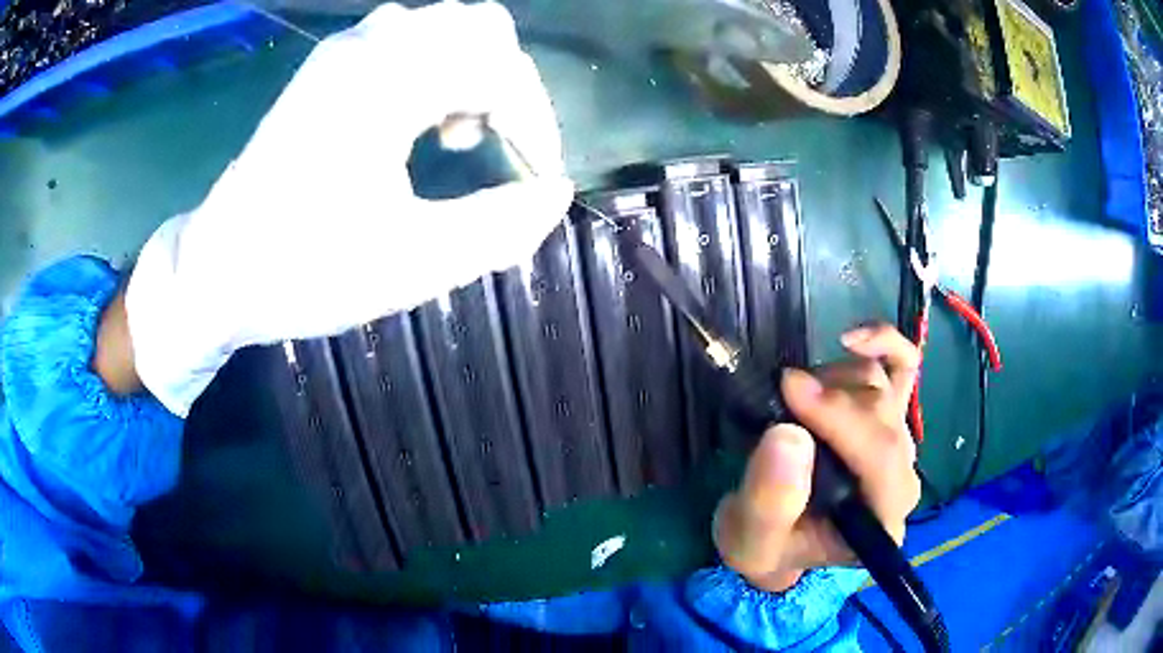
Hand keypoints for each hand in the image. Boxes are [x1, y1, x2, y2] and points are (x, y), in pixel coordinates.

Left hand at [125, 2, 571, 415]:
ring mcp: (342, 53)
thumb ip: (499, 228)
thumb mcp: (411, 264)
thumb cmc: (302, 270)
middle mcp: (367, 48)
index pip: (498, 65)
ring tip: (457, 135)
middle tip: (499, 147)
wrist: (215, 272)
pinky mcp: (327, 69)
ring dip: (471, 72)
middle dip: (507, 85)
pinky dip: (434, 69)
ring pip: (441, 27)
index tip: (535, 179)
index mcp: (385, 85)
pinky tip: (418, 120)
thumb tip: (554, 193)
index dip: (534, 119)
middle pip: (476, 26)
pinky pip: (405, 39)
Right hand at [713, 324, 921, 591]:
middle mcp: (902, 479)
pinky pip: (904, 364)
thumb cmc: (768, 545)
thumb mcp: (751, 540)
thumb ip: (769, 502)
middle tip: (779, 399)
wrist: (780, 539)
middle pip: (882, 415)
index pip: (880, 458)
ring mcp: (901, 442)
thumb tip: (789, 434)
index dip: (840, 418)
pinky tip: (852, 339)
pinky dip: (883, 343)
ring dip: (834, 381)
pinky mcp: (892, 415)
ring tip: (793, 402)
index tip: (789, 393)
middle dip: (828, 401)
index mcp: (881, 521)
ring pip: (883, 385)